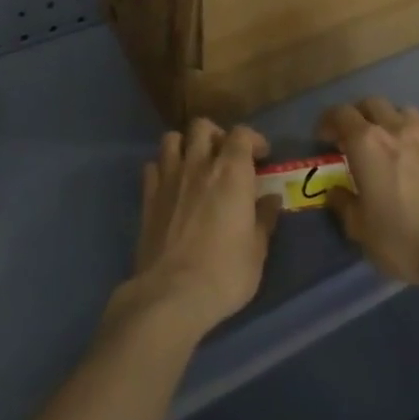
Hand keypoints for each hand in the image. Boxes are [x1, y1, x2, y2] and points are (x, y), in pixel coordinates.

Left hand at [108, 119, 280, 340]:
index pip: (242, 134)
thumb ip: (264, 219)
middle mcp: (199, 164)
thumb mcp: (257, 251)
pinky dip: (163, 168)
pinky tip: (171, 185)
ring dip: (185, 145)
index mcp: (232, 172)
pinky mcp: (147, 196)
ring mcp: (169, 178)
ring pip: (172, 139)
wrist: (171, 293)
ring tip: (195, 164)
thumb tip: (271, 199)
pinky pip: (152, 166)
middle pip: (203, 126)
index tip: (261, 156)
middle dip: (216, 135)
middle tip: (225, 157)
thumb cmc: (224, 273)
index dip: (253, 139)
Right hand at [317, 98, 418, 293]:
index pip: (340, 114)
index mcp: (366, 142)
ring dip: (388, 121)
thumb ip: (344, 205)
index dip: (328, 122)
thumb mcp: (361, 230)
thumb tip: (336, 191)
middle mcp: (395, 129)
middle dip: (357, 116)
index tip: (323, 139)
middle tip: (351, 139)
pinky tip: (413, 164)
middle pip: (371, 103)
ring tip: (385, 145)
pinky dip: (411, 139)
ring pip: (401, 112)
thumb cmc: (404, 238)